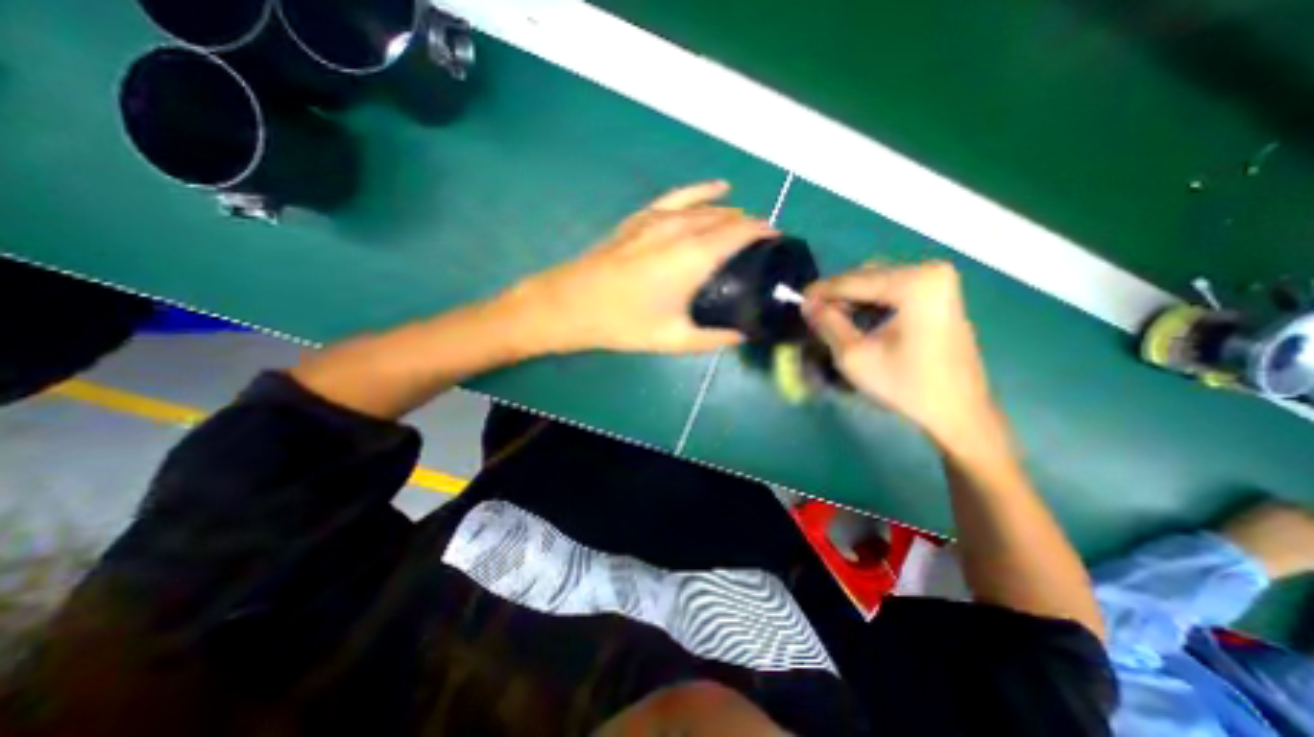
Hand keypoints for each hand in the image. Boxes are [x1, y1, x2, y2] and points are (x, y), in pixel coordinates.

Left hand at [508, 179, 770, 354]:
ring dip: (731, 213)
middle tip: (763, 245)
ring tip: (745, 224)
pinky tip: (718, 188)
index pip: (741, 232)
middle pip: (727, 217)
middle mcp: (681, 229)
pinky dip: (703, 191)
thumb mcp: (674, 339)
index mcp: (694, 257)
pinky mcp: (642, 218)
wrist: (572, 304)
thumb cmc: (624, 323)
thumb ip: (714, 338)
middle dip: (750, 225)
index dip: (764, 232)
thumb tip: (741, 335)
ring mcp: (659, 218)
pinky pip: (680, 196)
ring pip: (707, 206)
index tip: (779, 241)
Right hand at [802, 261, 1008, 450]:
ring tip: (834, 323)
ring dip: (852, 301)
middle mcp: (930, 271)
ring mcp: (938, 281)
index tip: (796, 303)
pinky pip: (892, 290)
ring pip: (877, 282)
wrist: (958, 411)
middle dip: (837, 297)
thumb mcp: (855, 355)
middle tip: (816, 319)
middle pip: (866, 276)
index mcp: (914, 283)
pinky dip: (870, 304)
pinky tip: (859, 323)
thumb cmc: (906, 385)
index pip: (853, 281)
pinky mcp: (939, 295)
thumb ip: (827, 323)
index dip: (820, 292)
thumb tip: (805, 303)